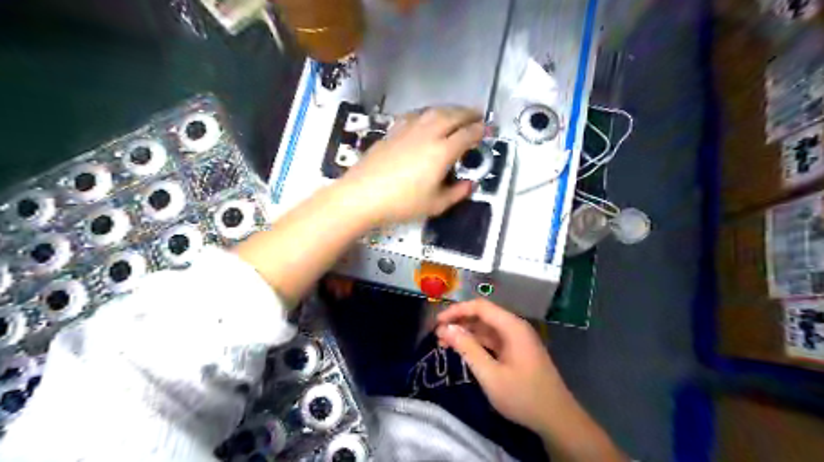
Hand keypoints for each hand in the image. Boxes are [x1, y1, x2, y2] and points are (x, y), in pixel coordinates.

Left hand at [339, 107, 484, 224]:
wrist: (363, 194)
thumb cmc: (402, 203)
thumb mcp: (435, 205)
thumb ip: (456, 193)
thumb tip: (469, 184)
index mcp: (442, 152)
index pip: (467, 135)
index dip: (479, 130)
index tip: (488, 129)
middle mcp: (428, 134)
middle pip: (452, 116)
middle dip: (468, 113)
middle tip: (478, 114)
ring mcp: (408, 130)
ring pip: (433, 111)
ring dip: (449, 109)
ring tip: (456, 113)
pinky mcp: (393, 131)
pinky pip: (415, 115)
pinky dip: (427, 113)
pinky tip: (426, 118)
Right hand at [438, 299, 567, 431]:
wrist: (557, 419)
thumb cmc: (523, 396)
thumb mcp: (490, 374)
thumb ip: (467, 348)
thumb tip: (446, 329)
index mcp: (512, 327)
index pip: (480, 307)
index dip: (456, 311)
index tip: (437, 322)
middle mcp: (515, 327)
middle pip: (483, 315)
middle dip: (459, 322)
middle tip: (437, 335)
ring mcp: (517, 339)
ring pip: (486, 328)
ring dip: (466, 333)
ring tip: (445, 343)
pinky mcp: (517, 351)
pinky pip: (493, 340)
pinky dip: (477, 343)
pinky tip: (463, 351)